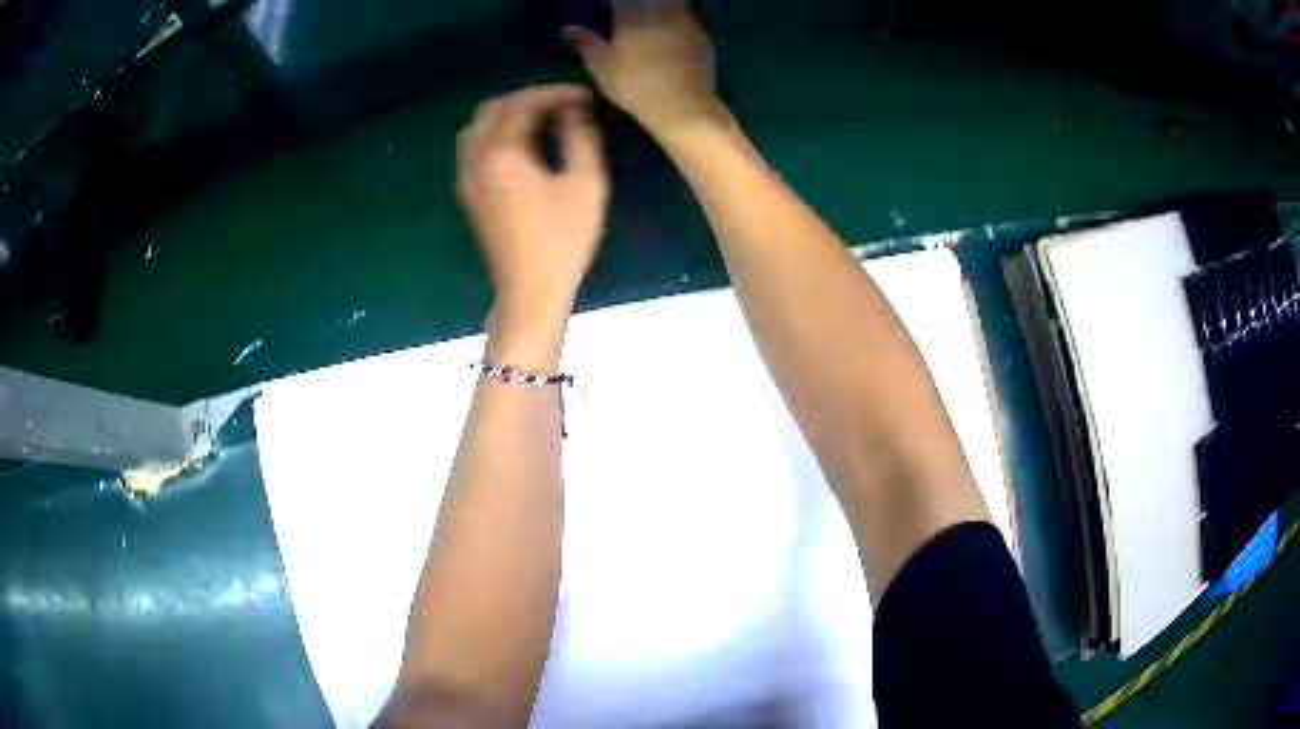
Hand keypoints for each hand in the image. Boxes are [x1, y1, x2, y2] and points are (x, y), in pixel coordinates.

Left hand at [457, 85, 608, 339]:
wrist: (529, 291)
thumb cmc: (562, 239)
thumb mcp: (585, 184)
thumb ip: (579, 137)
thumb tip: (573, 111)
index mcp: (501, 153)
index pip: (523, 105)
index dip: (555, 94)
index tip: (584, 96)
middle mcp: (475, 159)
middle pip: (491, 109)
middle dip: (526, 98)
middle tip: (561, 102)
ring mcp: (466, 178)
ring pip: (477, 127)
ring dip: (507, 114)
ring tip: (542, 117)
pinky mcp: (468, 194)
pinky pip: (474, 147)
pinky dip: (495, 132)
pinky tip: (522, 143)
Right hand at [563, 2, 724, 138]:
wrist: (682, 105)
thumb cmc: (633, 84)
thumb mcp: (600, 65)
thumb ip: (585, 42)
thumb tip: (567, 28)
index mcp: (632, 14)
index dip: (612, 3)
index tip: (606, 8)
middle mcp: (661, 11)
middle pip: (650, 0)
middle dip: (638, 4)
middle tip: (628, 15)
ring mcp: (687, 23)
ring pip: (674, 5)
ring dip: (661, 9)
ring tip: (650, 21)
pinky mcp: (703, 38)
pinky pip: (690, 21)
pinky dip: (680, 22)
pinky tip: (673, 34)